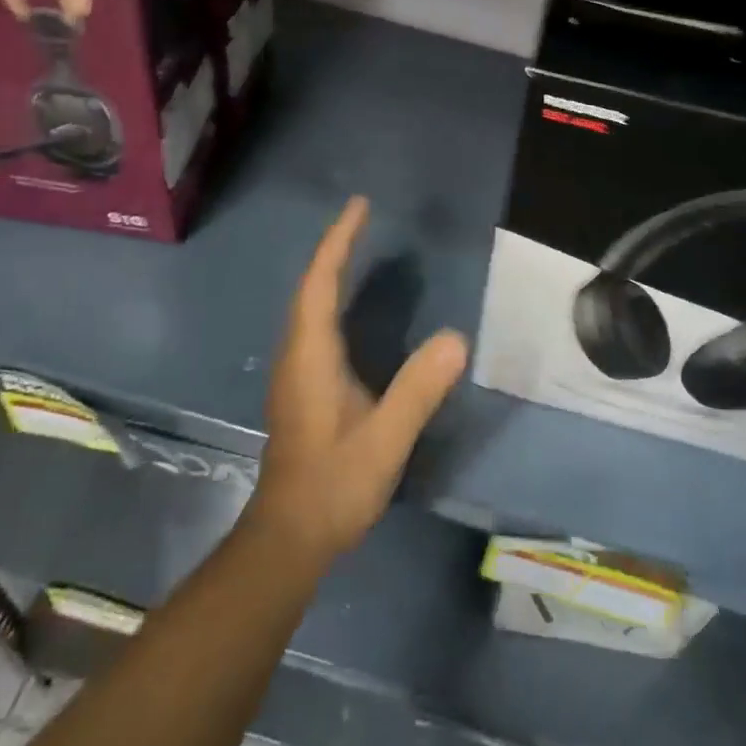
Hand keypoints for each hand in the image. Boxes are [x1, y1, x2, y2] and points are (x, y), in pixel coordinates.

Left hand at [249, 197, 468, 564]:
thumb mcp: (384, 439)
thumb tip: (456, 339)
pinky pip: (314, 322)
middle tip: (364, 216)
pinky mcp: (301, 386)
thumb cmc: (334, 485)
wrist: (288, 538)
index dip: (338, 241)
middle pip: (311, 285)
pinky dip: (331, 295)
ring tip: (357, 244)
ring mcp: (295, 370)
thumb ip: (418, 390)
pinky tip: (350, 304)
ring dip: (330, 269)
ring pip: (309, 304)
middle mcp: (296, 353)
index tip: (359, 206)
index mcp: (311, 355)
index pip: (320, 282)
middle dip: (335, 246)